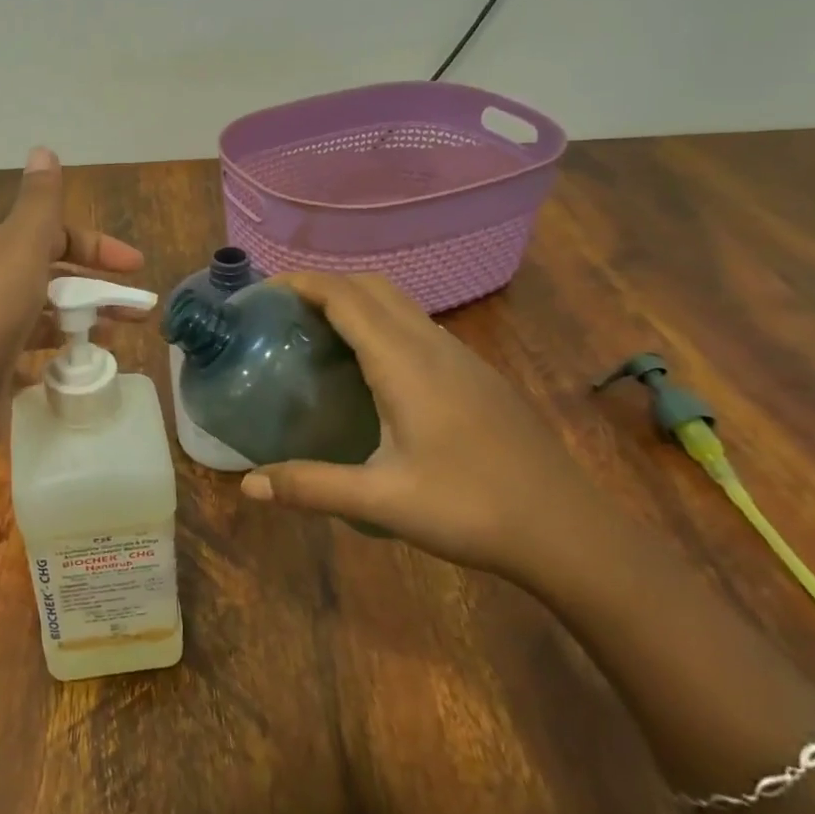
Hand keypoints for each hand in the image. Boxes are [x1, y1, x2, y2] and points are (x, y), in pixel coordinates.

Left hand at [0, 147, 144, 446]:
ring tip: (118, 338)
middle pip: (55, 276)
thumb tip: (42, 147)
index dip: (97, 246)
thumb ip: (38, 202)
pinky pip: (34, 355)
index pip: (55, 236)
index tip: (137, 267)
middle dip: (98, 287)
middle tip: (139, 310)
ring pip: (47, 316)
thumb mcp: (20, 246)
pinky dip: (59, 356)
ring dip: (83, 320)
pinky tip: (80, 367)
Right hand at [239, 272, 597, 580]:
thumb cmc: (470, 508)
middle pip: (372, 286)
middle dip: (325, 284)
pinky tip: (372, 368)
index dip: (302, 282)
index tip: (263, 291)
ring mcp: (461, 357)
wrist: (568, 531)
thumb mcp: (381, 500)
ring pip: (400, 304)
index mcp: (405, 362)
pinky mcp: (478, 375)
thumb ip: (310, 486)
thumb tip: (247, 486)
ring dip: (356, 301)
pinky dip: (383, 323)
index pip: (345, 296)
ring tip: (319, 332)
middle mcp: (433, 345)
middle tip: (284, 312)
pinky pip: (419, 326)